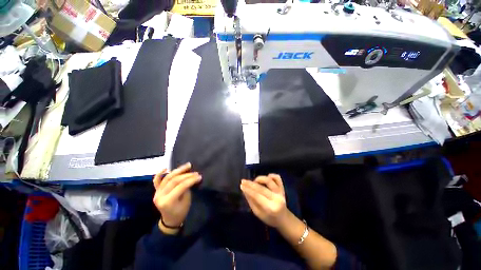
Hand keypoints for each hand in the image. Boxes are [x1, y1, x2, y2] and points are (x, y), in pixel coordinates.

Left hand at [152, 163, 201, 231]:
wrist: (170, 220)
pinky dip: (160, 174)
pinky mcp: (156, 191)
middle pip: (174, 181)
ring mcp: (157, 193)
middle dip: (186, 175)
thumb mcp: (186, 201)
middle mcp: (160, 196)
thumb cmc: (181, 212)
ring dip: (178, 170)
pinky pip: (156, 181)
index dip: (191, 180)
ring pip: (167, 178)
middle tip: (196, 172)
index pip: (181, 186)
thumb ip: (186, 188)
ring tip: (187, 165)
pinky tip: (166, 168)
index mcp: (168, 201)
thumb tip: (191, 177)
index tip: (199, 176)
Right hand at [240, 174, 287, 227]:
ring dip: (260, 179)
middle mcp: (277, 199)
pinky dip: (272, 175)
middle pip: (262, 188)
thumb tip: (244, 190)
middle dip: (250, 184)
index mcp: (271, 208)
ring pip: (269, 181)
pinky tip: (267, 177)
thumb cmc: (269, 218)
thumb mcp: (258, 213)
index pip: (257, 196)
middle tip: (243, 181)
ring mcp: (281, 192)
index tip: (241, 185)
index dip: (248, 190)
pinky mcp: (282, 188)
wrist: (283, 218)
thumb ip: (251, 201)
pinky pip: (278, 178)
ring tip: (255, 181)